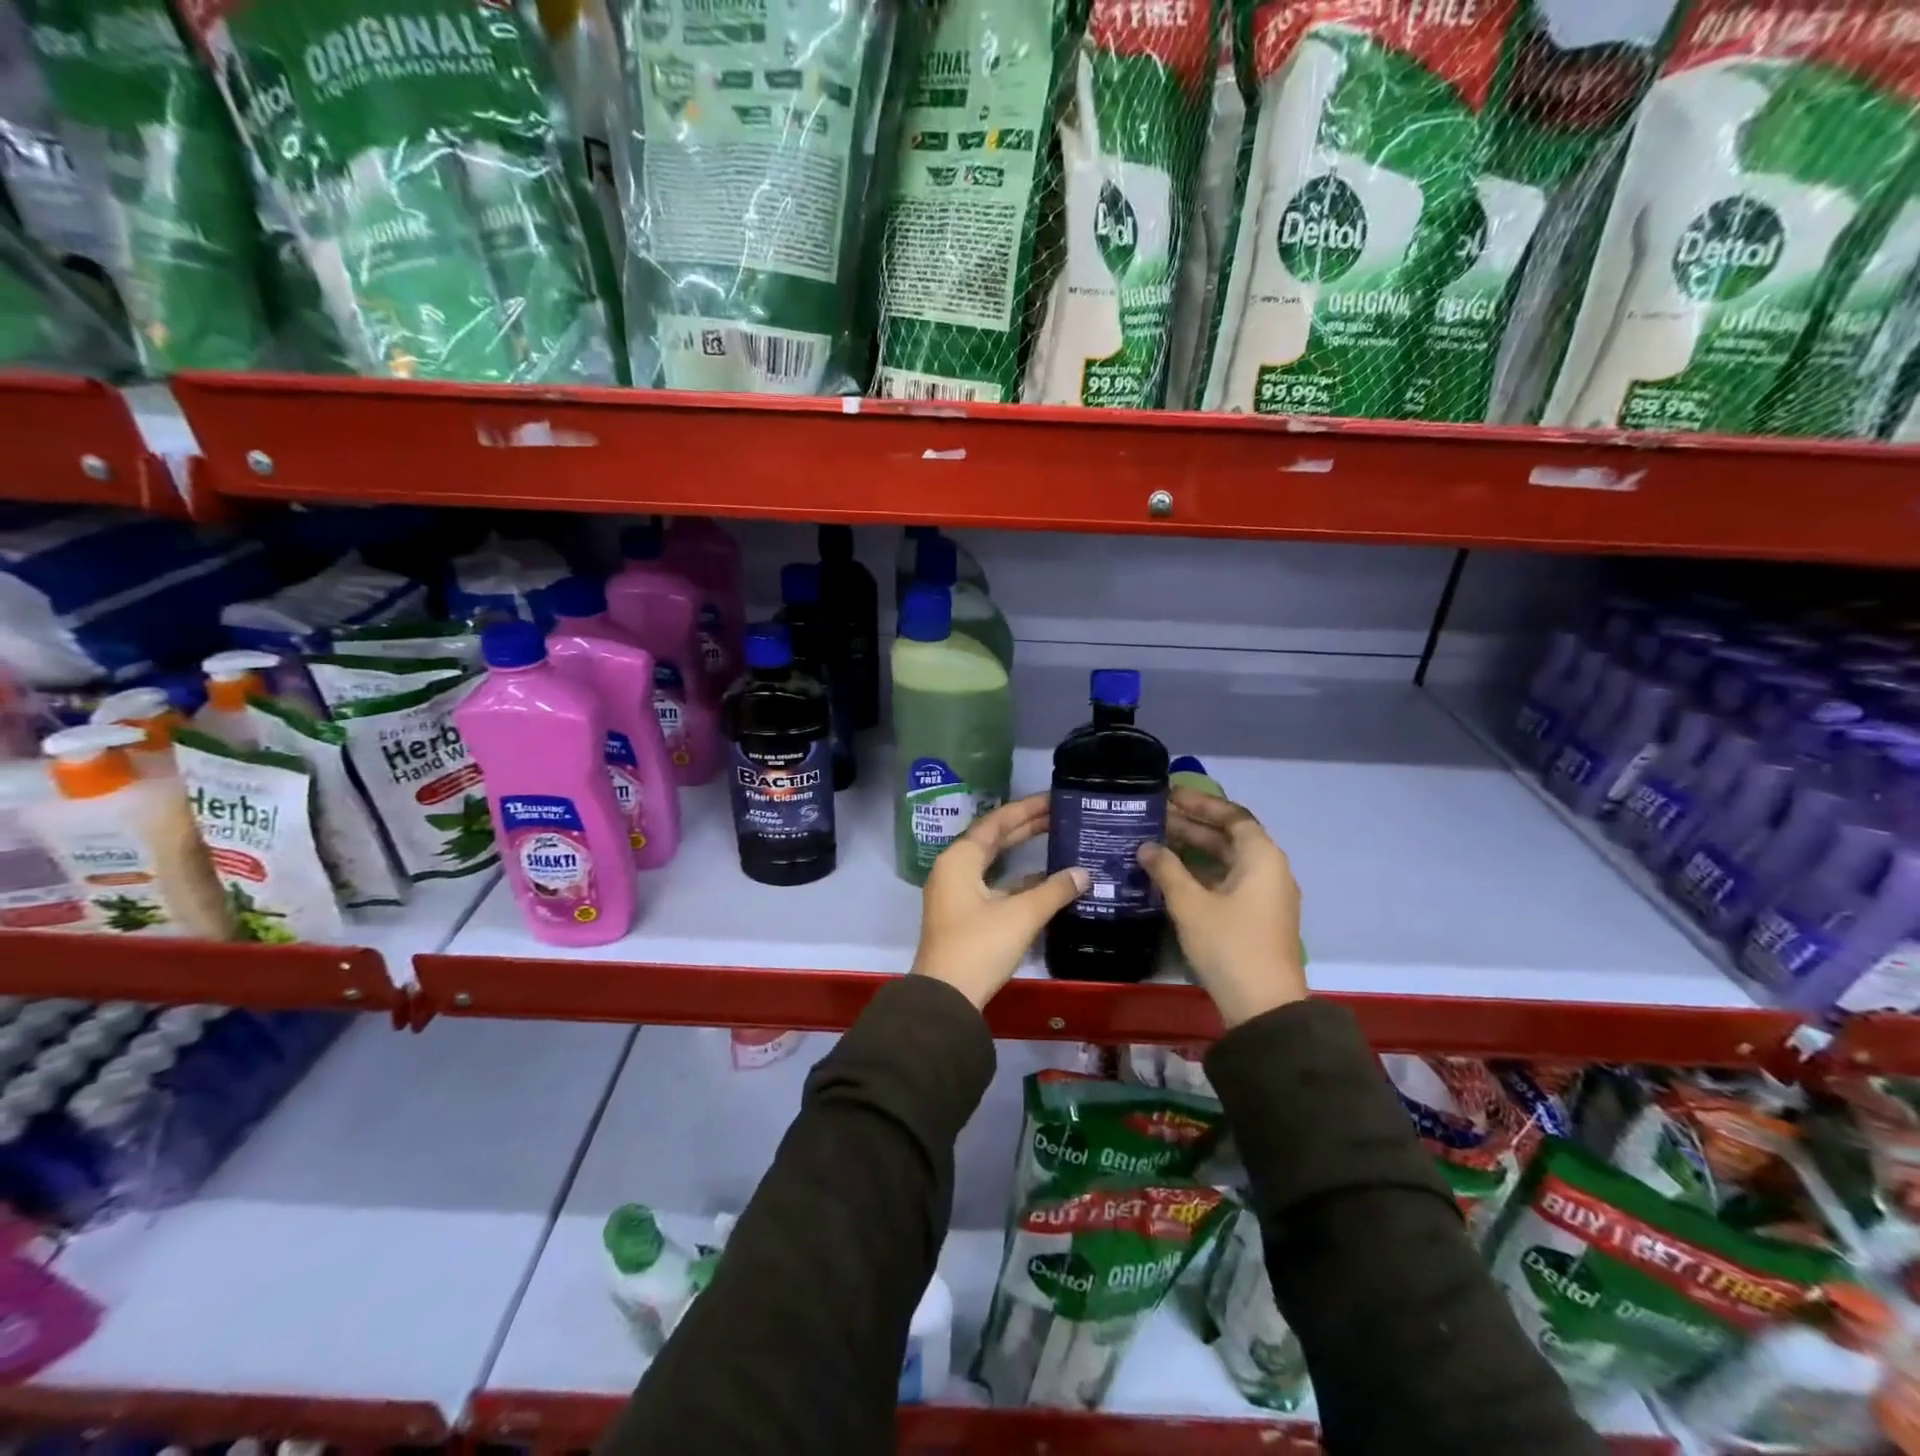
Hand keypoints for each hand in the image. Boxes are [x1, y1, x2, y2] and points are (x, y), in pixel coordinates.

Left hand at [911, 794, 1089, 1009]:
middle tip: (1061, 814)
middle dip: (1027, 827)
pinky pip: (995, 885)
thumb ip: (1054, 890)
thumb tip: (1084, 873)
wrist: (946, 998)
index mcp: (960, 858)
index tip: (1054, 799)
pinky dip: (1019, 881)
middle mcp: (954, 869)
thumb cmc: (980, 946)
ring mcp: (957, 894)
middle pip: (994, 839)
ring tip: (1059, 840)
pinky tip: (1048, 882)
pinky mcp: (965, 916)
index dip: (1027, 809)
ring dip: (1024, 854)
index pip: (996, 822)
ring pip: (995, 864)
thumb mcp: (1021, 915)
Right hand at [1139, 789, 1305, 1027]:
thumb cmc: (1228, 944)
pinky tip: (1173, 874)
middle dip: (1193, 825)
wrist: (1263, 1005)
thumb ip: (1166, 869)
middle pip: (1230, 836)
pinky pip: (1229, 879)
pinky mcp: (1258, 916)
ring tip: (1157, 840)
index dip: (1200, 803)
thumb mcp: (1190, 904)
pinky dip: (1203, 871)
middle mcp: (1270, 869)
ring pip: (1228, 860)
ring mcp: (1266, 894)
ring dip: (1196, 849)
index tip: (1170, 794)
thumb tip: (1146, 846)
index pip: (1231, 815)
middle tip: (1155, 816)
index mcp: (1261, 857)